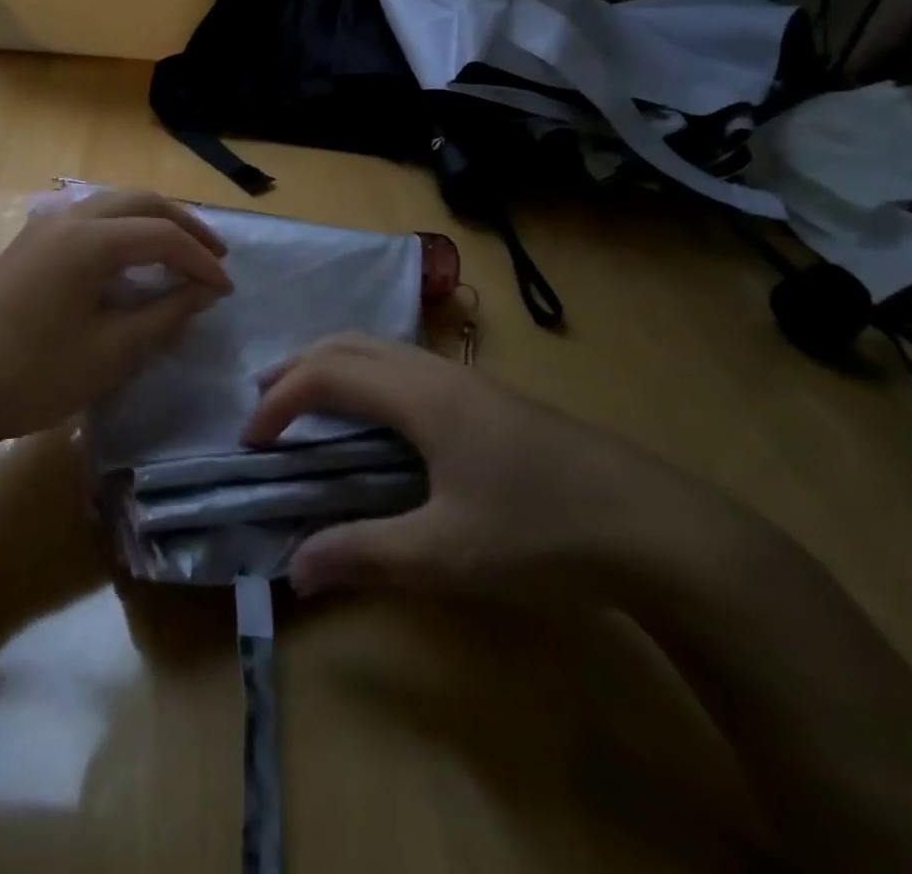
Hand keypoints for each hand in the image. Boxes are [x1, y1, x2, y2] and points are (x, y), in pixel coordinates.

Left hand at [0, 190, 231, 449]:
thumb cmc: (35, 375)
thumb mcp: (112, 352)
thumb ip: (164, 315)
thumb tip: (202, 293)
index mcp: (89, 239)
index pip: (162, 236)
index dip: (201, 261)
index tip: (226, 290)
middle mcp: (66, 219)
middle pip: (140, 202)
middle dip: (183, 225)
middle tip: (214, 257)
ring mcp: (41, 228)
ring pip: (111, 205)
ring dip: (151, 223)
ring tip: (178, 254)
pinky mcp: (26, 246)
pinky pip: (87, 220)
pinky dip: (121, 231)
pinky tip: (128, 261)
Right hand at [244, 335, 688, 599]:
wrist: (661, 528)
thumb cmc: (543, 533)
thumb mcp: (446, 555)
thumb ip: (364, 555)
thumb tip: (295, 567)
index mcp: (418, 396)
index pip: (326, 376)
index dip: (279, 402)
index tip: (251, 442)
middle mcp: (436, 372)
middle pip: (348, 344)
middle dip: (297, 366)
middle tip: (262, 402)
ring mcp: (468, 380)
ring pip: (380, 348)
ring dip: (333, 365)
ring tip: (307, 399)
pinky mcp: (491, 398)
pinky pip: (405, 365)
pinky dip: (366, 374)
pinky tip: (377, 415)